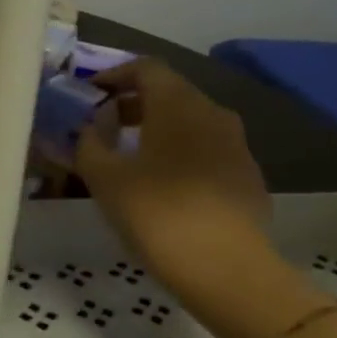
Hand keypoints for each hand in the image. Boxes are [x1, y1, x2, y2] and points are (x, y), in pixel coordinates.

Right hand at [75, 59, 271, 284]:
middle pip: (169, 92)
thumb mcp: (105, 179)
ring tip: (128, 155)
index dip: (115, 74)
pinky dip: (178, 153)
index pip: (146, 68)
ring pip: (189, 122)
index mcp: (178, 105)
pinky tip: (161, 184)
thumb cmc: (157, 214)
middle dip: (132, 103)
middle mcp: (212, 114)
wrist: (227, 269)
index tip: (90, 93)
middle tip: (102, 125)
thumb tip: (90, 127)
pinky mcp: (246, 176)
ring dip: (155, 128)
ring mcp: (236, 145)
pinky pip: (206, 150)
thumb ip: (89, 144)